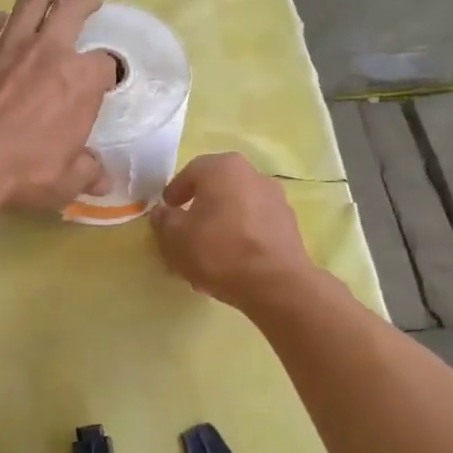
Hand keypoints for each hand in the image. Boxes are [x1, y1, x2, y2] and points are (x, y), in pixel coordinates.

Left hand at [0, 0, 118, 212]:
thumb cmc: (22, 172)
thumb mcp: (66, 182)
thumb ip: (88, 173)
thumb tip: (103, 178)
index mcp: (80, 81)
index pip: (107, 65)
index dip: (110, 72)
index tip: (107, 80)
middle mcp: (49, 52)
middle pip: (73, 9)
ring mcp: (8, 46)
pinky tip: (1, 20)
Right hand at [149, 153, 314, 307]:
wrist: (276, 284)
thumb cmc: (218, 251)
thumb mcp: (175, 237)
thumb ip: (164, 220)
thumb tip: (163, 212)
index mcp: (223, 168)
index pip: (191, 172)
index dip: (175, 191)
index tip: (167, 210)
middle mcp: (253, 174)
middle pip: (217, 189)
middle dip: (199, 208)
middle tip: (185, 231)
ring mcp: (276, 199)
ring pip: (237, 208)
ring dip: (221, 224)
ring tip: (207, 252)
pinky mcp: (289, 225)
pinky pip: (255, 225)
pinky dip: (240, 237)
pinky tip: (231, 262)